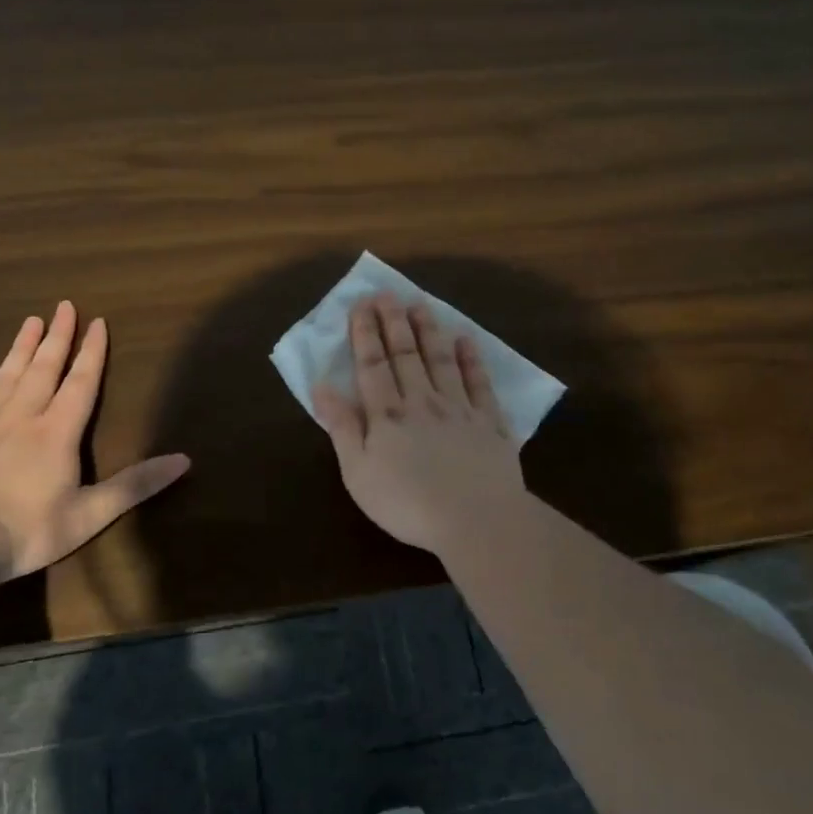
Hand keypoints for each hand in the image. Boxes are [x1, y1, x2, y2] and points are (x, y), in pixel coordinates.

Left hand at [0, 302, 190, 578]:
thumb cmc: (27, 531)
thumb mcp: (91, 514)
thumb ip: (136, 485)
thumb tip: (185, 460)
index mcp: (56, 434)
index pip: (80, 385)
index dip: (92, 354)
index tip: (97, 322)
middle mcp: (20, 420)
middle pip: (42, 371)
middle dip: (57, 338)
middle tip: (64, 306)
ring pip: (4, 380)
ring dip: (19, 350)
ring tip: (30, 322)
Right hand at [312, 294, 525, 553]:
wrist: (476, 520)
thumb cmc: (407, 503)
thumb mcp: (358, 472)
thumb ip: (342, 427)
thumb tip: (322, 386)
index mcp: (387, 415)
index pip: (373, 365)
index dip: (365, 333)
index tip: (361, 304)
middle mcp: (423, 401)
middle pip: (406, 355)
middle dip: (394, 322)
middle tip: (387, 293)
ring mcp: (460, 409)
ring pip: (441, 361)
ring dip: (429, 331)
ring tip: (421, 304)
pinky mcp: (490, 423)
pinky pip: (480, 383)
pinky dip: (472, 360)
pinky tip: (466, 340)